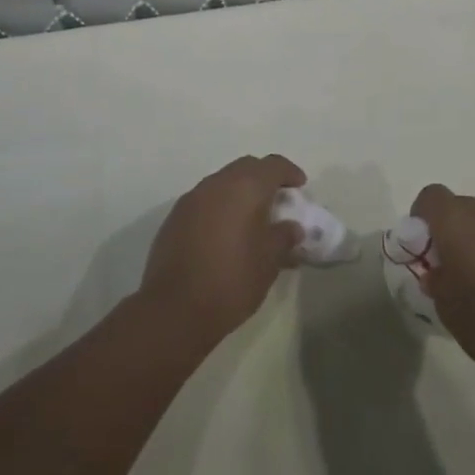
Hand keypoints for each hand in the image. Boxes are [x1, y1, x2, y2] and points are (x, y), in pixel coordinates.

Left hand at [139, 155, 305, 345]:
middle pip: (246, 167)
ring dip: (240, 193)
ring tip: (252, 221)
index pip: (273, 165)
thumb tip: (291, 227)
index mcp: (244, 188)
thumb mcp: (269, 262)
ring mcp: (191, 199)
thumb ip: (283, 237)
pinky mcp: (175, 217)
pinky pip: (205, 201)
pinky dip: (220, 208)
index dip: (290, 173)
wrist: (174, 309)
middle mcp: (216, 184)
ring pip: (223, 183)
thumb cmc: (231, 280)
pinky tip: (225, 235)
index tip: (300, 187)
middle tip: (277, 201)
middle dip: (264, 179)